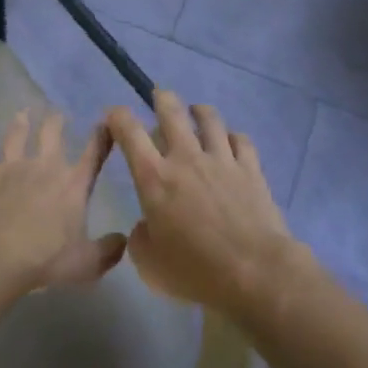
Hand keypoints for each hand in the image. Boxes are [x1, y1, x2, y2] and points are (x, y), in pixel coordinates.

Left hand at [0, 109, 126, 300]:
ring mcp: (9, 167)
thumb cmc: (44, 260)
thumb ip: (108, 251)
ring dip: (20, 123)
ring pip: (16, 135)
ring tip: (22, 114)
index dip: (102, 137)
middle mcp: (43, 167)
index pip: (93, 154)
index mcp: (72, 185)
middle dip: (56, 121)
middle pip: (51, 134)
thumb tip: (123, 240)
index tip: (107, 122)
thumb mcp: (86, 263)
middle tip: (56, 114)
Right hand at [105, 91, 300, 315]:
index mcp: (154, 178)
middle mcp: (186, 158)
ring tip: (196, 111)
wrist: (253, 271)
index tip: (114, 115)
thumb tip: (147, 225)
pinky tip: (231, 141)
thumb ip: (140, 238)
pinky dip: (233, 136)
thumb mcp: (149, 263)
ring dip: (199, 111)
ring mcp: (222, 160)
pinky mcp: (251, 169)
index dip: (118, 118)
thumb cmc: (194, 270)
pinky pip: (241, 140)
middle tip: (159, 96)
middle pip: (171, 112)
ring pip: (210, 119)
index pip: (129, 133)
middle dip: (161, 99)